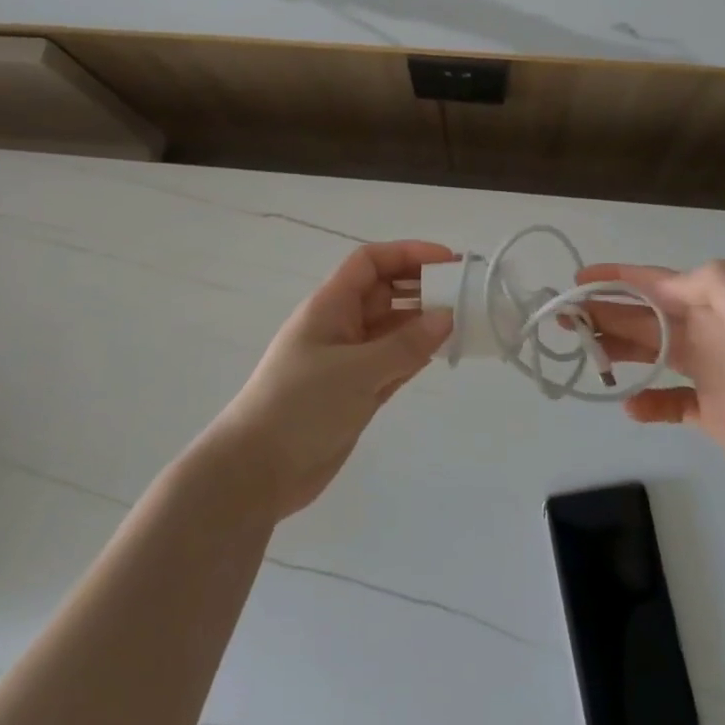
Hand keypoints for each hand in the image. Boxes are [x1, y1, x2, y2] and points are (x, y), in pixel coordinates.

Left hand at [207, 241, 455, 519]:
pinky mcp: (356, 392)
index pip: (370, 262)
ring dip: (424, 324)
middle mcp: (341, 326)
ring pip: (393, 328)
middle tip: (467, 295)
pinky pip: (394, 361)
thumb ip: (405, 344)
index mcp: (330, 306)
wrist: (258, 471)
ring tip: (466, 324)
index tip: (448, 261)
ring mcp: (349, 360)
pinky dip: (417, 355)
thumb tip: (447, 316)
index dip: (408, 253)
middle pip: (386, 292)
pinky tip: (444, 354)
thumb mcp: (356, 370)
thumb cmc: (301, 406)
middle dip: (422, 288)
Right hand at [579, 260, 724, 538]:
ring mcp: (716, 377)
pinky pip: (670, 399)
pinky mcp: (716, 415)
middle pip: (650, 317)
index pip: (661, 284)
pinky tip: (631, 407)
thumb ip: (720, 287)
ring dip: (620, 349)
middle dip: (608, 312)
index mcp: (723, 312)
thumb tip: (669, 280)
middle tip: (566, 320)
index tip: (578, 280)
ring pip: (655, 352)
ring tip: (588, 357)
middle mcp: (716, 337)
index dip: (619, 277)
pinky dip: (647, 399)